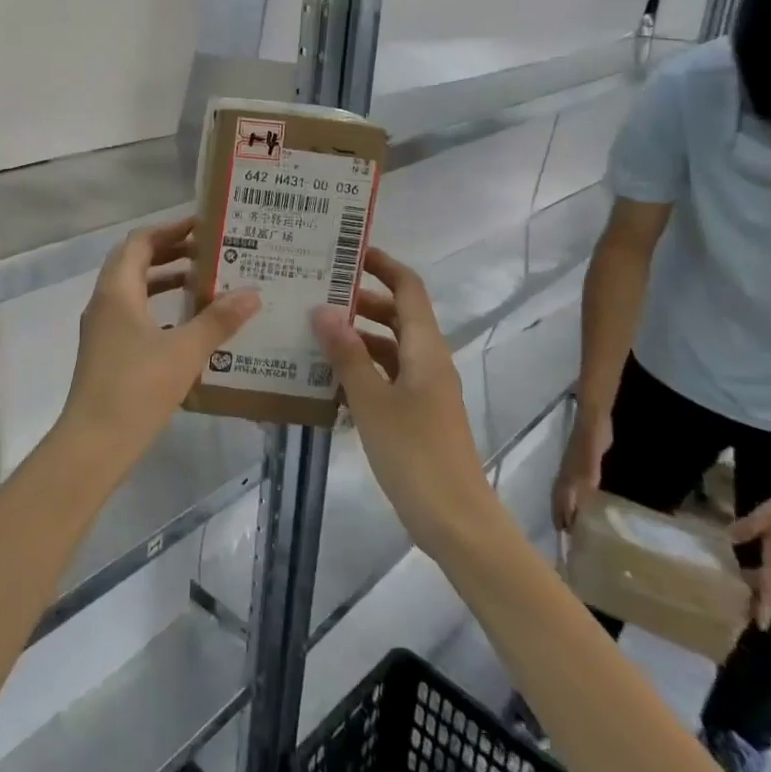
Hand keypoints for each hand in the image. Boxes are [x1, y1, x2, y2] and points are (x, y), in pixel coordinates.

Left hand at [58, 218, 258, 469]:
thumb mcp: (185, 352)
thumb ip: (218, 320)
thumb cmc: (137, 389)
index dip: (171, 229)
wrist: (93, 444)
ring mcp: (102, 329)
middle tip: (209, 252)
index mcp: (117, 291)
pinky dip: (159, 309)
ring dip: (164, 280)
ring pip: (134, 290)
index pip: (140, 242)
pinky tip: (187, 326)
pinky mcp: (106, 352)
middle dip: (170, 252)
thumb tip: (252, 292)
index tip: (203, 227)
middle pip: (135, 262)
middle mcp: (104, 302)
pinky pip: (133, 315)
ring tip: (203, 283)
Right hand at [310, 247, 503, 555]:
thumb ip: (347, 354)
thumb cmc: (415, 454)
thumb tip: (323, 309)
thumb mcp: (373, 401)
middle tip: (316, 291)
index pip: (408, 288)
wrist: (457, 520)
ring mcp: (425, 389)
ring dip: (357, 336)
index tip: (348, 251)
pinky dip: (362, 368)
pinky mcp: (418, 414)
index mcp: (425, 348)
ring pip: (390, 347)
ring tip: (313, 330)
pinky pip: (387, 376)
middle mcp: (428, 360)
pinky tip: (328, 378)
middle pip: (397, 314)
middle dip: (361, 299)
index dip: (383, 265)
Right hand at [552, 411, 612, 531]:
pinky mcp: (582, 468)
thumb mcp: (591, 456)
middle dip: (561, 516)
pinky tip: (585, 506)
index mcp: (568, 475)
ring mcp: (573, 470)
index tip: (563, 537)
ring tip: (573, 526)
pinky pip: (575, 489)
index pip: (561, 500)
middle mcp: (567, 475)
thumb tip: (581, 499)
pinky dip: (576, 501)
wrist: (592, 418)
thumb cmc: (592, 436)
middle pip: (560, 499)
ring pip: (566, 494)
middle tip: (567, 537)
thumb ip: (587, 475)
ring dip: (567, 510)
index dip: (561, 516)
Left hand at [729, 490, 770, 628]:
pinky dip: (763, 581)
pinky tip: (747, 575)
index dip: (765, 608)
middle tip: (744, 618)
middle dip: (761, 607)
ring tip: (742, 600)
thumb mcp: (764, 516)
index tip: (760, 627)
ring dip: (760, 594)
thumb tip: (727, 539)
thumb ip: (746, 527)